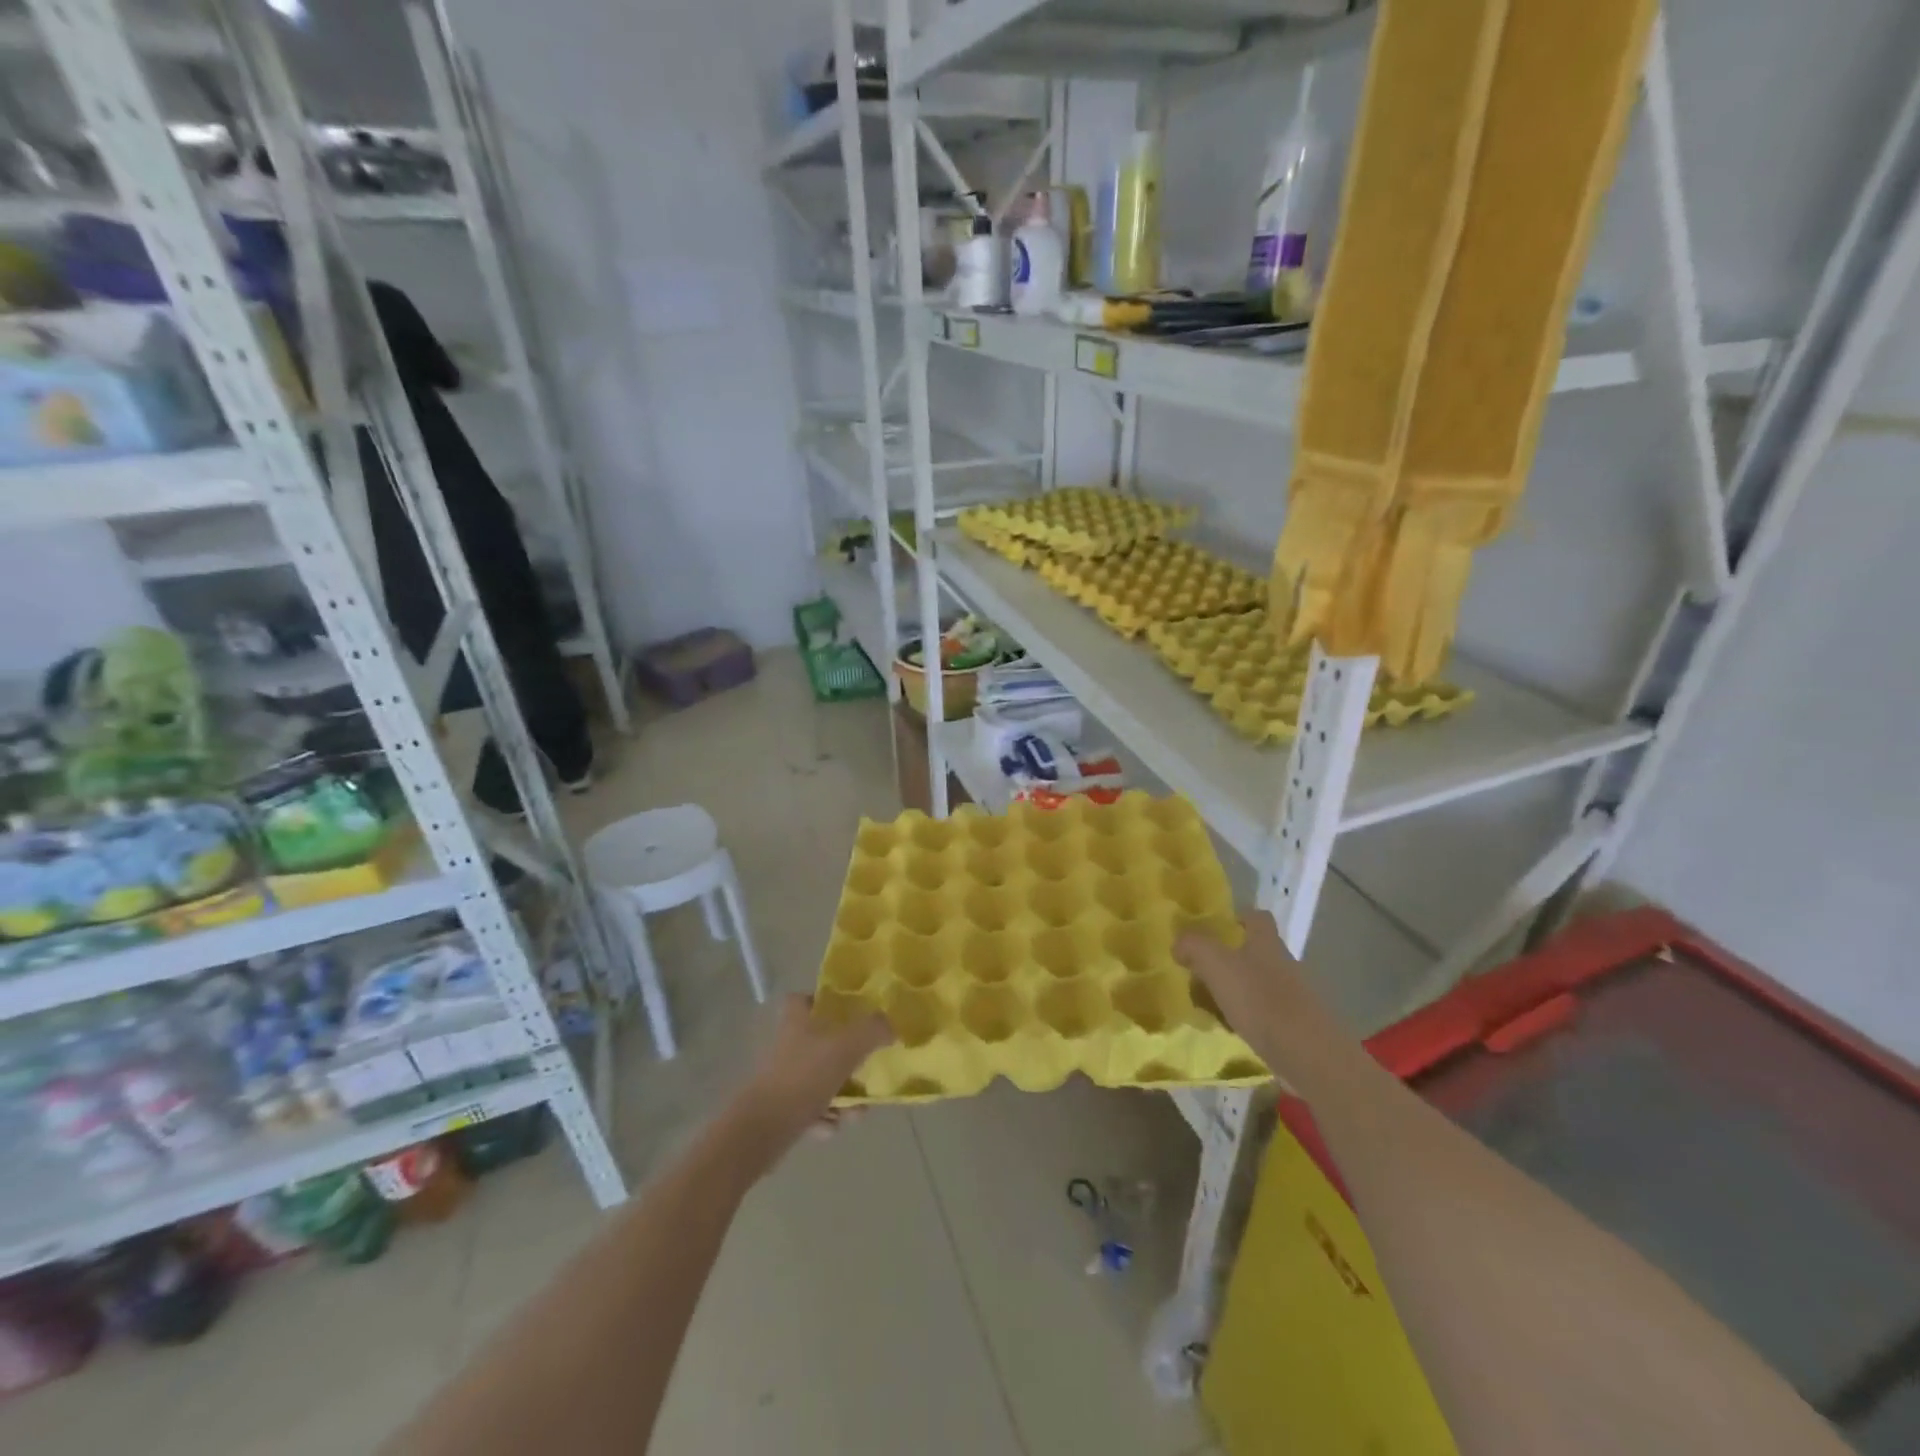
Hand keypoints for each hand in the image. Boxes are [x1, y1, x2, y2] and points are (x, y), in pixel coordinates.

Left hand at [730, 994, 892, 1162]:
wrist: (762, 1130)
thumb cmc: (804, 1076)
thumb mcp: (847, 1046)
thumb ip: (873, 1030)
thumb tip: (891, 1024)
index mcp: (797, 1020)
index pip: (804, 998)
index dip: (824, 1002)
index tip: (849, 1013)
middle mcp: (788, 1044)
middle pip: (822, 1042)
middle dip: (848, 1061)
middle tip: (867, 1070)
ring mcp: (783, 1077)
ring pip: (821, 1079)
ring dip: (842, 1096)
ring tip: (856, 1112)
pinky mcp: (781, 1108)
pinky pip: (811, 1108)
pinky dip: (825, 1117)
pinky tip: (832, 1127)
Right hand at [1175, 910, 1318, 1043]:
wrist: (1309, 1055)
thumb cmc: (1260, 1001)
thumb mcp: (1216, 965)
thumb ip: (1194, 946)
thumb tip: (1179, 943)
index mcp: (1266, 943)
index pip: (1257, 917)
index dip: (1237, 918)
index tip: (1214, 930)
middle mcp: (1284, 963)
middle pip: (1255, 952)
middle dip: (1228, 960)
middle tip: (1199, 973)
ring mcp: (1294, 996)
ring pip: (1258, 984)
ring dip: (1235, 991)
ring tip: (1208, 1006)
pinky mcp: (1297, 1026)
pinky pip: (1265, 1013)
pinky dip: (1247, 1017)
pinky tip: (1231, 1030)